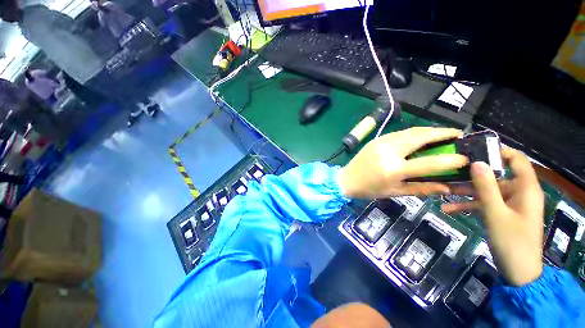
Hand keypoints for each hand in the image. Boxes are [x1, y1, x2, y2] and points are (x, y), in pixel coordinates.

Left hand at [337, 127, 467, 197]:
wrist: (346, 179)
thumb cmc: (369, 189)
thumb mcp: (395, 192)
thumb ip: (421, 188)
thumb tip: (447, 187)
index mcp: (393, 169)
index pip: (428, 163)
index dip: (450, 159)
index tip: (466, 157)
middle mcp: (388, 151)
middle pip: (420, 137)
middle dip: (442, 133)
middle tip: (458, 135)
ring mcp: (381, 142)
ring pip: (411, 131)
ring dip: (429, 131)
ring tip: (443, 134)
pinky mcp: (377, 139)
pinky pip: (400, 133)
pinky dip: (414, 133)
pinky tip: (421, 136)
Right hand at [442, 148, 543, 285]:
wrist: (518, 272)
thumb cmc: (512, 241)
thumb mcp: (496, 213)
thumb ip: (486, 187)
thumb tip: (477, 162)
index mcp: (525, 188)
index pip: (516, 160)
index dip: (498, 152)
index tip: (473, 150)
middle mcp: (518, 192)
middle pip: (495, 176)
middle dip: (471, 175)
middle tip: (449, 171)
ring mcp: (509, 204)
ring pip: (486, 191)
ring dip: (465, 192)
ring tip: (442, 191)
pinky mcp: (501, 213)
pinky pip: (484, 204)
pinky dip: (468, 205)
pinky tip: (448, 209)